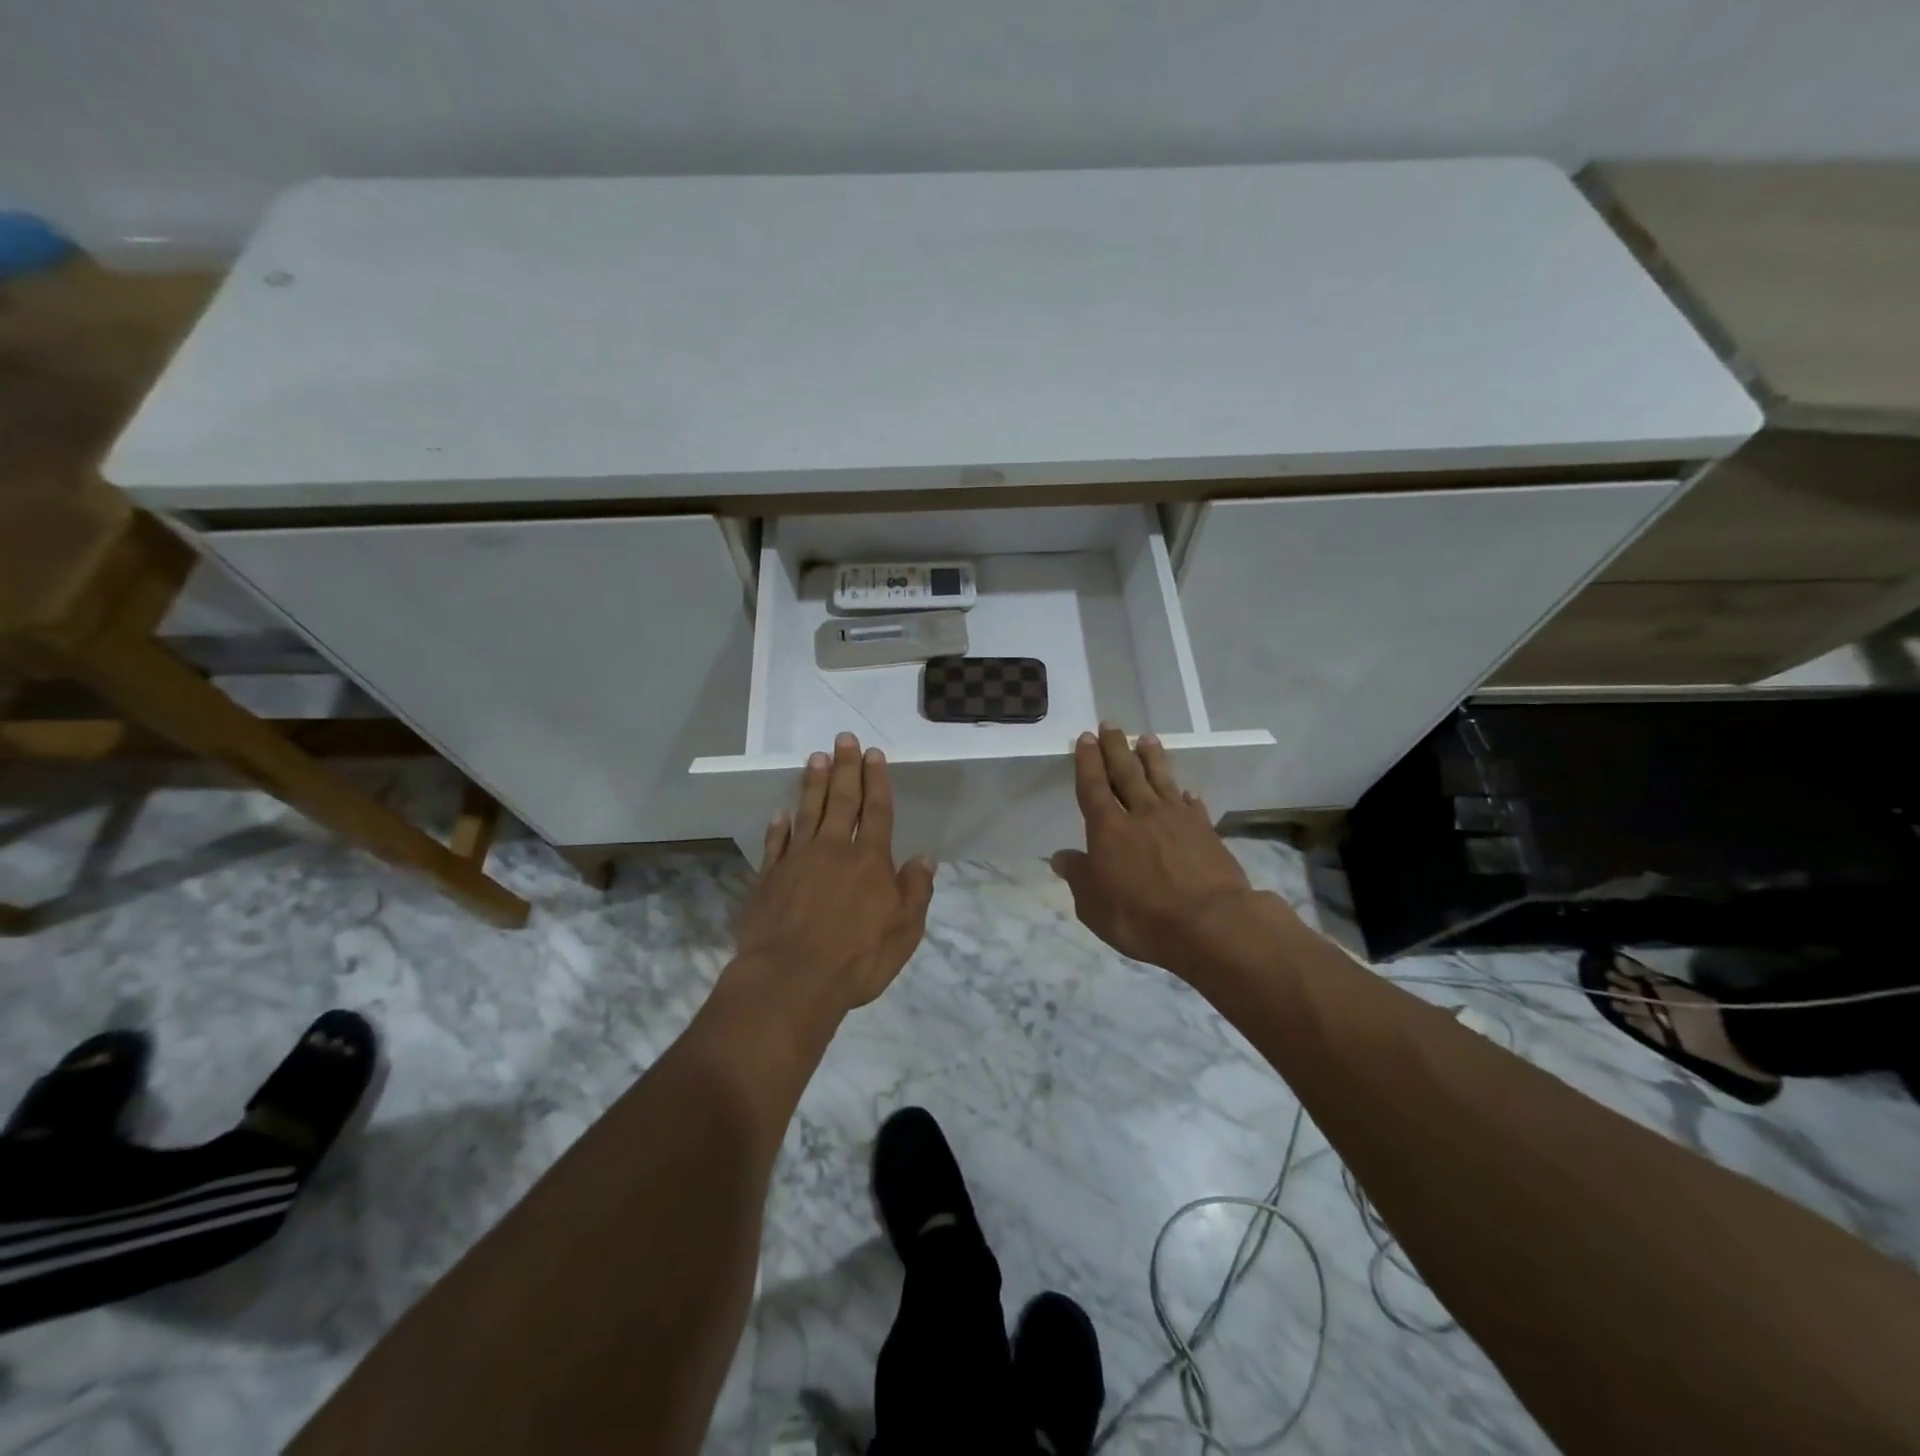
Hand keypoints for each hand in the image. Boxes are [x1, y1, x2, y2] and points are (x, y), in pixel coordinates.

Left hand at [735, 733, 936, 1012]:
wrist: (791, 980)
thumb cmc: (856, 959)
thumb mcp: (904, 932)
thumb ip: (915, 891)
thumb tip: (924, 858)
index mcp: (870, 861)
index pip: (876, 811)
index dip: (876, 781)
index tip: (873, 754)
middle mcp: (833, 850)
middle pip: (841, 800)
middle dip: (845, 768)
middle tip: (844, 739)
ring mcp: (797, 861)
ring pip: (807, 812)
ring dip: (813, 784)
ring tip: (816, 757)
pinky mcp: (769, 878)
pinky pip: (776, 843)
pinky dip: (779, 826)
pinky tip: (780, 812)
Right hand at [1051, 724, 1279, 977]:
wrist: (1210, 924)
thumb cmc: (1140, 917)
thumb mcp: (1093, 905)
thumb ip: (1078, 877)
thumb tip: (1061, 857)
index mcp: (1109, 829)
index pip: (1093, 786)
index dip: (1088, 762)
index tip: (1086, 738)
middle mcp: (1142, 814)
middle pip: (1126, 773)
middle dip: (1116, 748)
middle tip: (1111, 724)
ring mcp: (1178, 820)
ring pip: (1161, 780)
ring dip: (1152, 758)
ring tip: (1147, 738)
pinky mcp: (1206, 832)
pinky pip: (1193, 806)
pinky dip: (1187, 797)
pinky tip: (1187, 791)